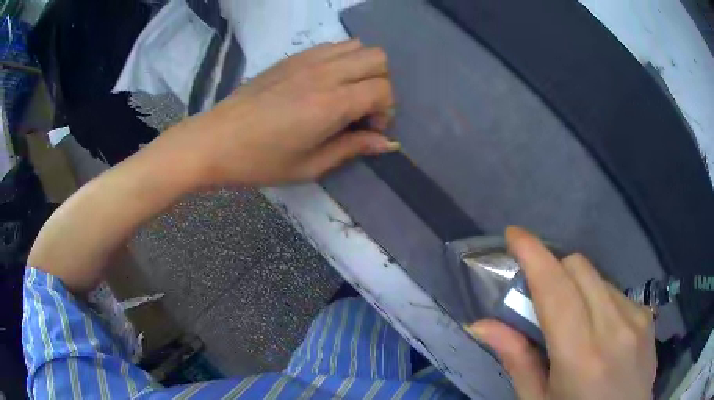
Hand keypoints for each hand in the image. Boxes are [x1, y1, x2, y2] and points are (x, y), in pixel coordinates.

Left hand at [161, 39, 398, 187]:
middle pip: (377, 58)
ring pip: (357, 46)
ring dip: (362, 69)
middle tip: (362, 109)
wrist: (214, 140)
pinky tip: (325, 83)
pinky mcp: (292, 57)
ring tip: (346, 94)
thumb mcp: (309, 166)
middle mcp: (324, 73)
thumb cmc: (259, 161)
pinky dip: (342, 60)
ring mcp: (307, 59)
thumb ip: (352, 149)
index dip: (385, 112)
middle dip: (381, 84)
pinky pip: (332, 46)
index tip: (368, 130)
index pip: (382, 90)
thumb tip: (387, 144)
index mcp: (330, 103)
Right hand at [468, 227, 655, 399]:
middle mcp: (613, 327)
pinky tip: (598, 328)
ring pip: (598, 277)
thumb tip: (481, 324)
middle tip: (538, 292)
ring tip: (571, 318)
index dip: (533, 254)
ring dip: (576, 286)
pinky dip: (598, 298)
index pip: (555, 289)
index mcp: (580, 356)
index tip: (514, 235)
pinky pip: (616, 291)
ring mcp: (636, 317)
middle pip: (579, 268)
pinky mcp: (647, 315)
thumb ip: (517, 360)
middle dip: (553, 268)